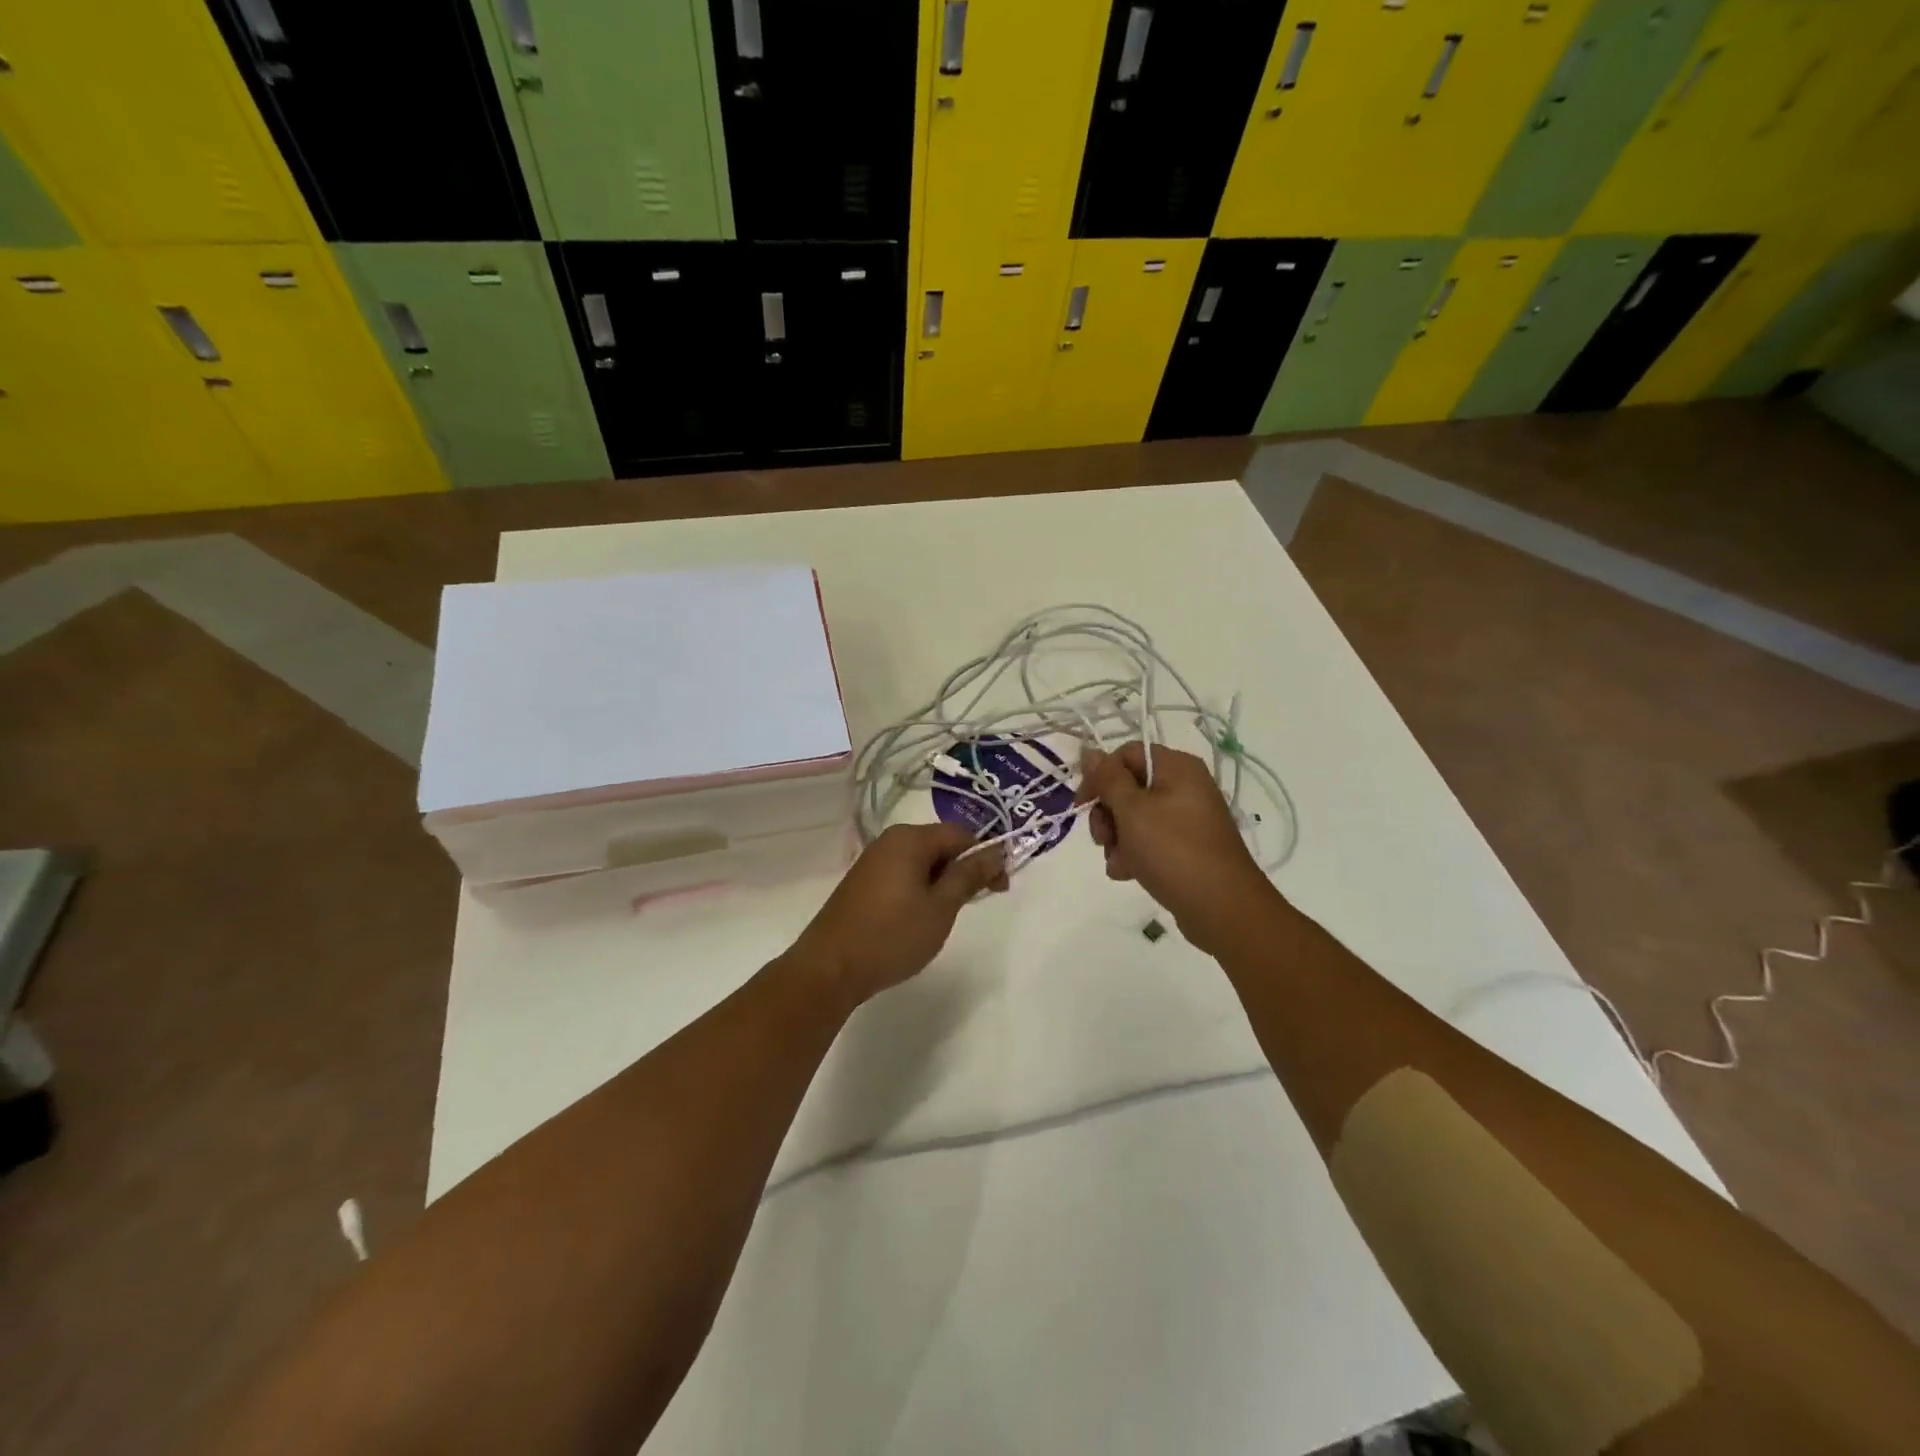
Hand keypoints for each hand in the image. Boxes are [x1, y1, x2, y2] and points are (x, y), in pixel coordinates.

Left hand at [787, 823, 1006, 1008]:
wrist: (829, 968)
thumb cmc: (891, 936)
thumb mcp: (940, 907)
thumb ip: (969, 875)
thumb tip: (996, 850)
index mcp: (910, 838)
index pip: (961, 834)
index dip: (986, 857)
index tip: (1000, 889)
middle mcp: (889, 841)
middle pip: (940, 844)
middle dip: (963, 870)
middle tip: (975, 904)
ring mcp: (872, 861)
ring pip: (921, 862)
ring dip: (942, 882)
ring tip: (946, 915)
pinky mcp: (862, 882)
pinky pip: (903, 874)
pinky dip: (920, 889)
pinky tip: (919, 918)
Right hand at [1075, 742, 1276, 954]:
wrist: (1221, 907)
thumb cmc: (1173, 850)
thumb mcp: (1132, 810)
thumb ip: (1107, 779)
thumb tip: (1090, 752)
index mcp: (1176, 767)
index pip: (1126, 754)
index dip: (1099, 775)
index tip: (1083, 804)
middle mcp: (1184, 786)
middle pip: (1128, 787)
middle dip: (1107, 814)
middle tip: (1102, 838)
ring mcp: (1186, 818)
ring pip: (1134, 817)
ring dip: (1117, 839)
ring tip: (1119, 862)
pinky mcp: (1186, 846)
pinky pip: (1150, 840)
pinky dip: (1134, 854)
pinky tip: (1128, 873)